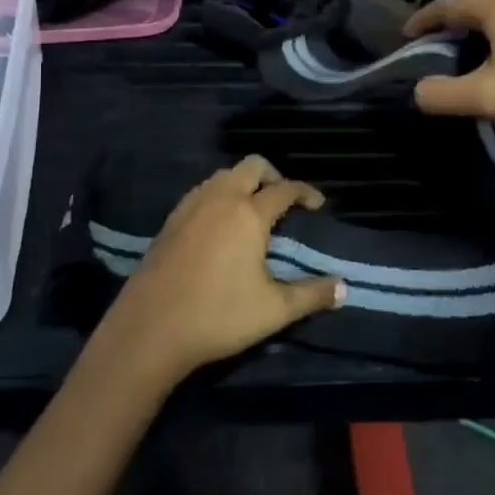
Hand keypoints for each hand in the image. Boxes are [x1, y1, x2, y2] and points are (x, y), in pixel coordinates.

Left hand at [100, 156, 342, 381]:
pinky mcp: (170, 220)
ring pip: (223, 175)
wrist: (150, 328)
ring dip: (243, 183)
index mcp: (249, 213)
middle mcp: (220, 198)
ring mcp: (190, 206)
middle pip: (251, 166)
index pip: (284, 189)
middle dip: (272, 176)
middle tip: (284, 201)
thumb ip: (312, 295)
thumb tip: (344, 288)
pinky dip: (218, 195)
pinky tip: (219, 226)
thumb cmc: (218, 315)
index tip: (317, 204)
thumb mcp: (274, 310)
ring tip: (252, 212)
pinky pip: (201, 192)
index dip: (305, 192)